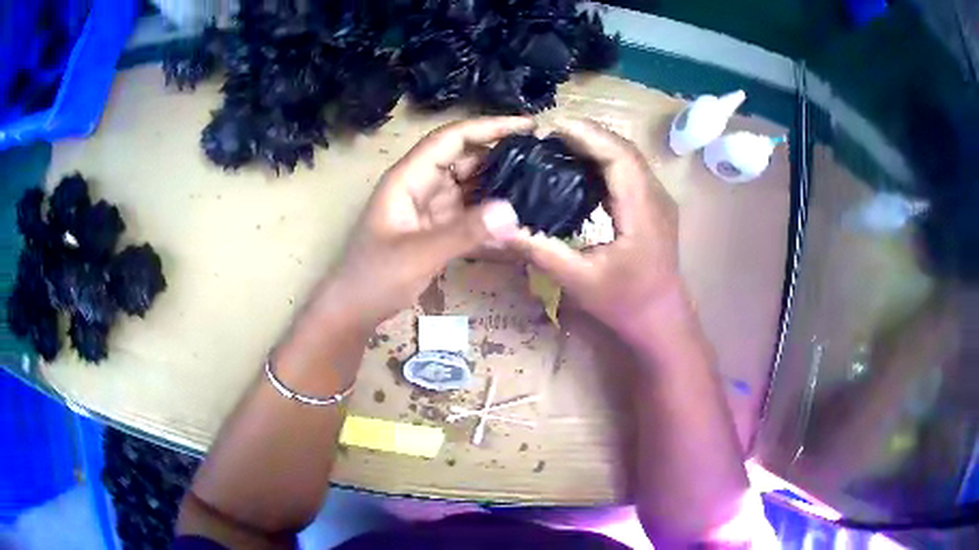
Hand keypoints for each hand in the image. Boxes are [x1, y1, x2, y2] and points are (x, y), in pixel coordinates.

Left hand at [321, 117, 533, 328]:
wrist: (353, 311)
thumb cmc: (374, 278)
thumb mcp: (418, 254)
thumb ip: (463, 233)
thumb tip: (513, 211)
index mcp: (408, 178)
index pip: (452, 138)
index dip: (489, 127)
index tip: (528, 126)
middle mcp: (419, 186)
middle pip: (465, 159)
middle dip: (501, 157)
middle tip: (544, 162)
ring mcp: (428, 208)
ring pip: (469, 187)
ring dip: (499, 188)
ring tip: (540, 190)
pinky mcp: (434, 230)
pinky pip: (467, 214)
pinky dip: (489, 217)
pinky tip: (516, 225)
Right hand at [510, 118, 684, 337]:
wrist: (660, 319)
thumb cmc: (624, 303)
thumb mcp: (577, 281)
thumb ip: (540, 251)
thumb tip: (501, 227)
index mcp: (642, 210)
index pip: (618, 156)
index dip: (586, 135)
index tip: (551, 127)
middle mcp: (656, 196)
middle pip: (624, 149)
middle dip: (587, 134)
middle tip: (548, 133)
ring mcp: (658, 200)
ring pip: (629, 157)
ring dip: (597, 144)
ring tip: (559, 143)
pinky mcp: (654, 206)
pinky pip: (630, 171)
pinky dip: (605, 160)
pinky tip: (580, 167)